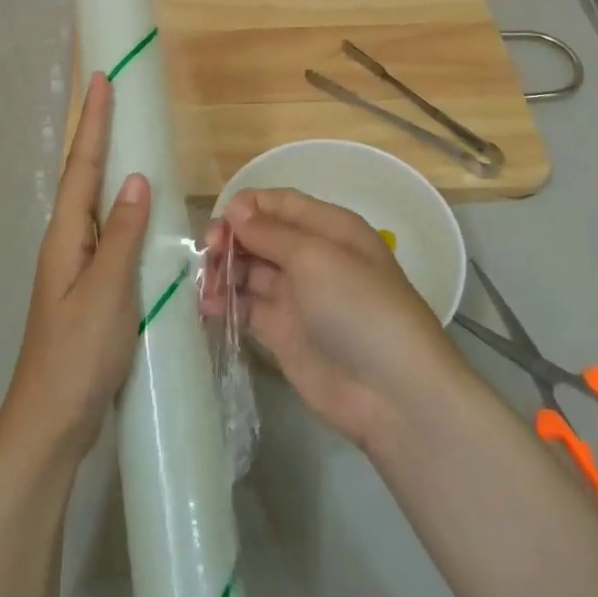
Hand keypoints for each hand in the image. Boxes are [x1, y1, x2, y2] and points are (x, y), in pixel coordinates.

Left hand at [0, 72, 151, 469]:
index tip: (103, 79)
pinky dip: (122, 208)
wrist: (50, 422)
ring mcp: (77, 266)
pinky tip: (139, 212)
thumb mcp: (107, 292)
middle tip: (115, 95)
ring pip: (96, 203)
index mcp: (67, 236)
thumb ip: (124, 235)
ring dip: (109, 166)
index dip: (94, 122)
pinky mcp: (90, 287)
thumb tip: (137, 178)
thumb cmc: (77, 354)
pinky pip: (108, 232)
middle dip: (98, 134)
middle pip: (85, 176)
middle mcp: (68, 242)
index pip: (84, 166)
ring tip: (129, 138)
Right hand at [204, 188, 466, 451]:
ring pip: (249, 269)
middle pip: (260, 235)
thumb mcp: (316, 258)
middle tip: (208, 255)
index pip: (279, 204)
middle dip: (230, 239)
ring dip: (223, 270)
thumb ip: (271, 233)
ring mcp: (296, 295)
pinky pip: (246, 305)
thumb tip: (237, 209)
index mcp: (329, 227)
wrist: (392, 392)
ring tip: (205, 286)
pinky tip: (207, 306)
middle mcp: (311, 256)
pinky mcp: (282, 331)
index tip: (220, 224)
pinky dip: (225, 302)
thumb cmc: (359, 308)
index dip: (247, 207)